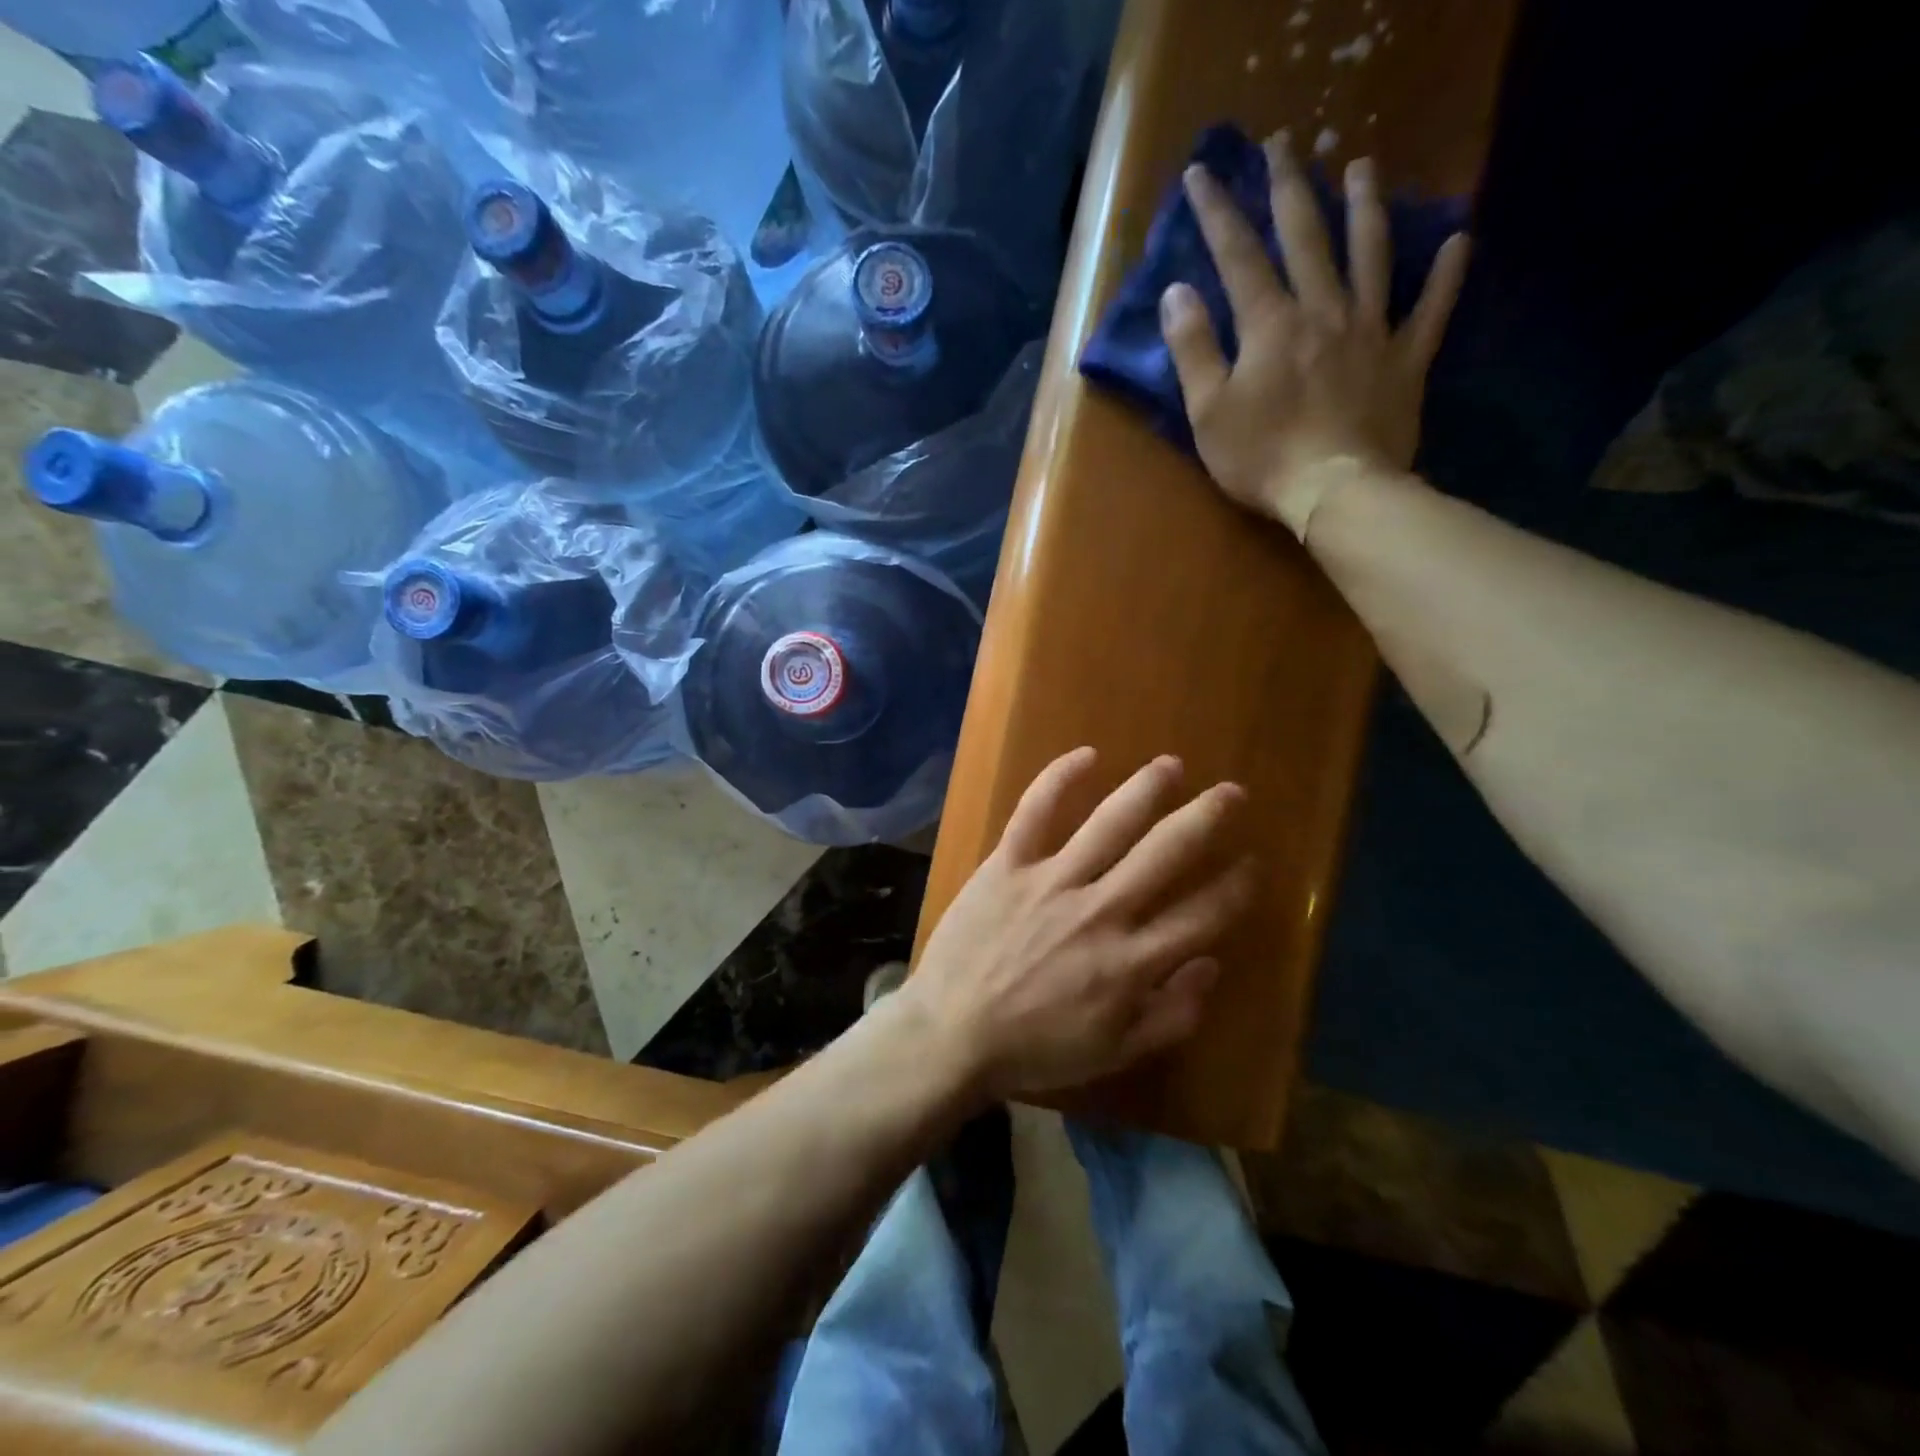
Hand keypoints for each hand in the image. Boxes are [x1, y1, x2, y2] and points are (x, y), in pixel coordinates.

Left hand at [903, 748, 1254, 1101]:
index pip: (1201, 915)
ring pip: (1110, 823)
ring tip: (1171, 765)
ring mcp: (1052, 881)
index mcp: (1131, 961)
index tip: (1252, 864)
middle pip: (1165, 853)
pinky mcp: (1007, 864)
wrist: (951, 1033)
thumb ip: (1172, 1015)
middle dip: (1205, 818)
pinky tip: (1086, 755)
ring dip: (1146, 789)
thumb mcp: (1115, 1053)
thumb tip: (1211, 964)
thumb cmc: (1035, 1048)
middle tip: (1231, 792)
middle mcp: (1100, 911)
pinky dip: (1059, 779)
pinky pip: (1035, 812)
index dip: (1234, 887)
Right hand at [1161, 133, 1470, 538]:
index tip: (1202, 173)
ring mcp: (1371, 331)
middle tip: (1284, 142)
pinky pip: (1431, 310)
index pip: (1238, 256)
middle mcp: (1323, 310)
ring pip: (1371, 254)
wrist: (1336, 492)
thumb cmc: (1262, 457)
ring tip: (1361, 168)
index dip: (1217, 212)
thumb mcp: (1208, 412)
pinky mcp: (1405, 360)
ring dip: (1365, 207)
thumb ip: (1193, 349)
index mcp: (1271, 324)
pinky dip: (1446, 277)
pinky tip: (1457, 243)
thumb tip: (1176, 292)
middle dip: (1290, 186)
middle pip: (1306, 236)